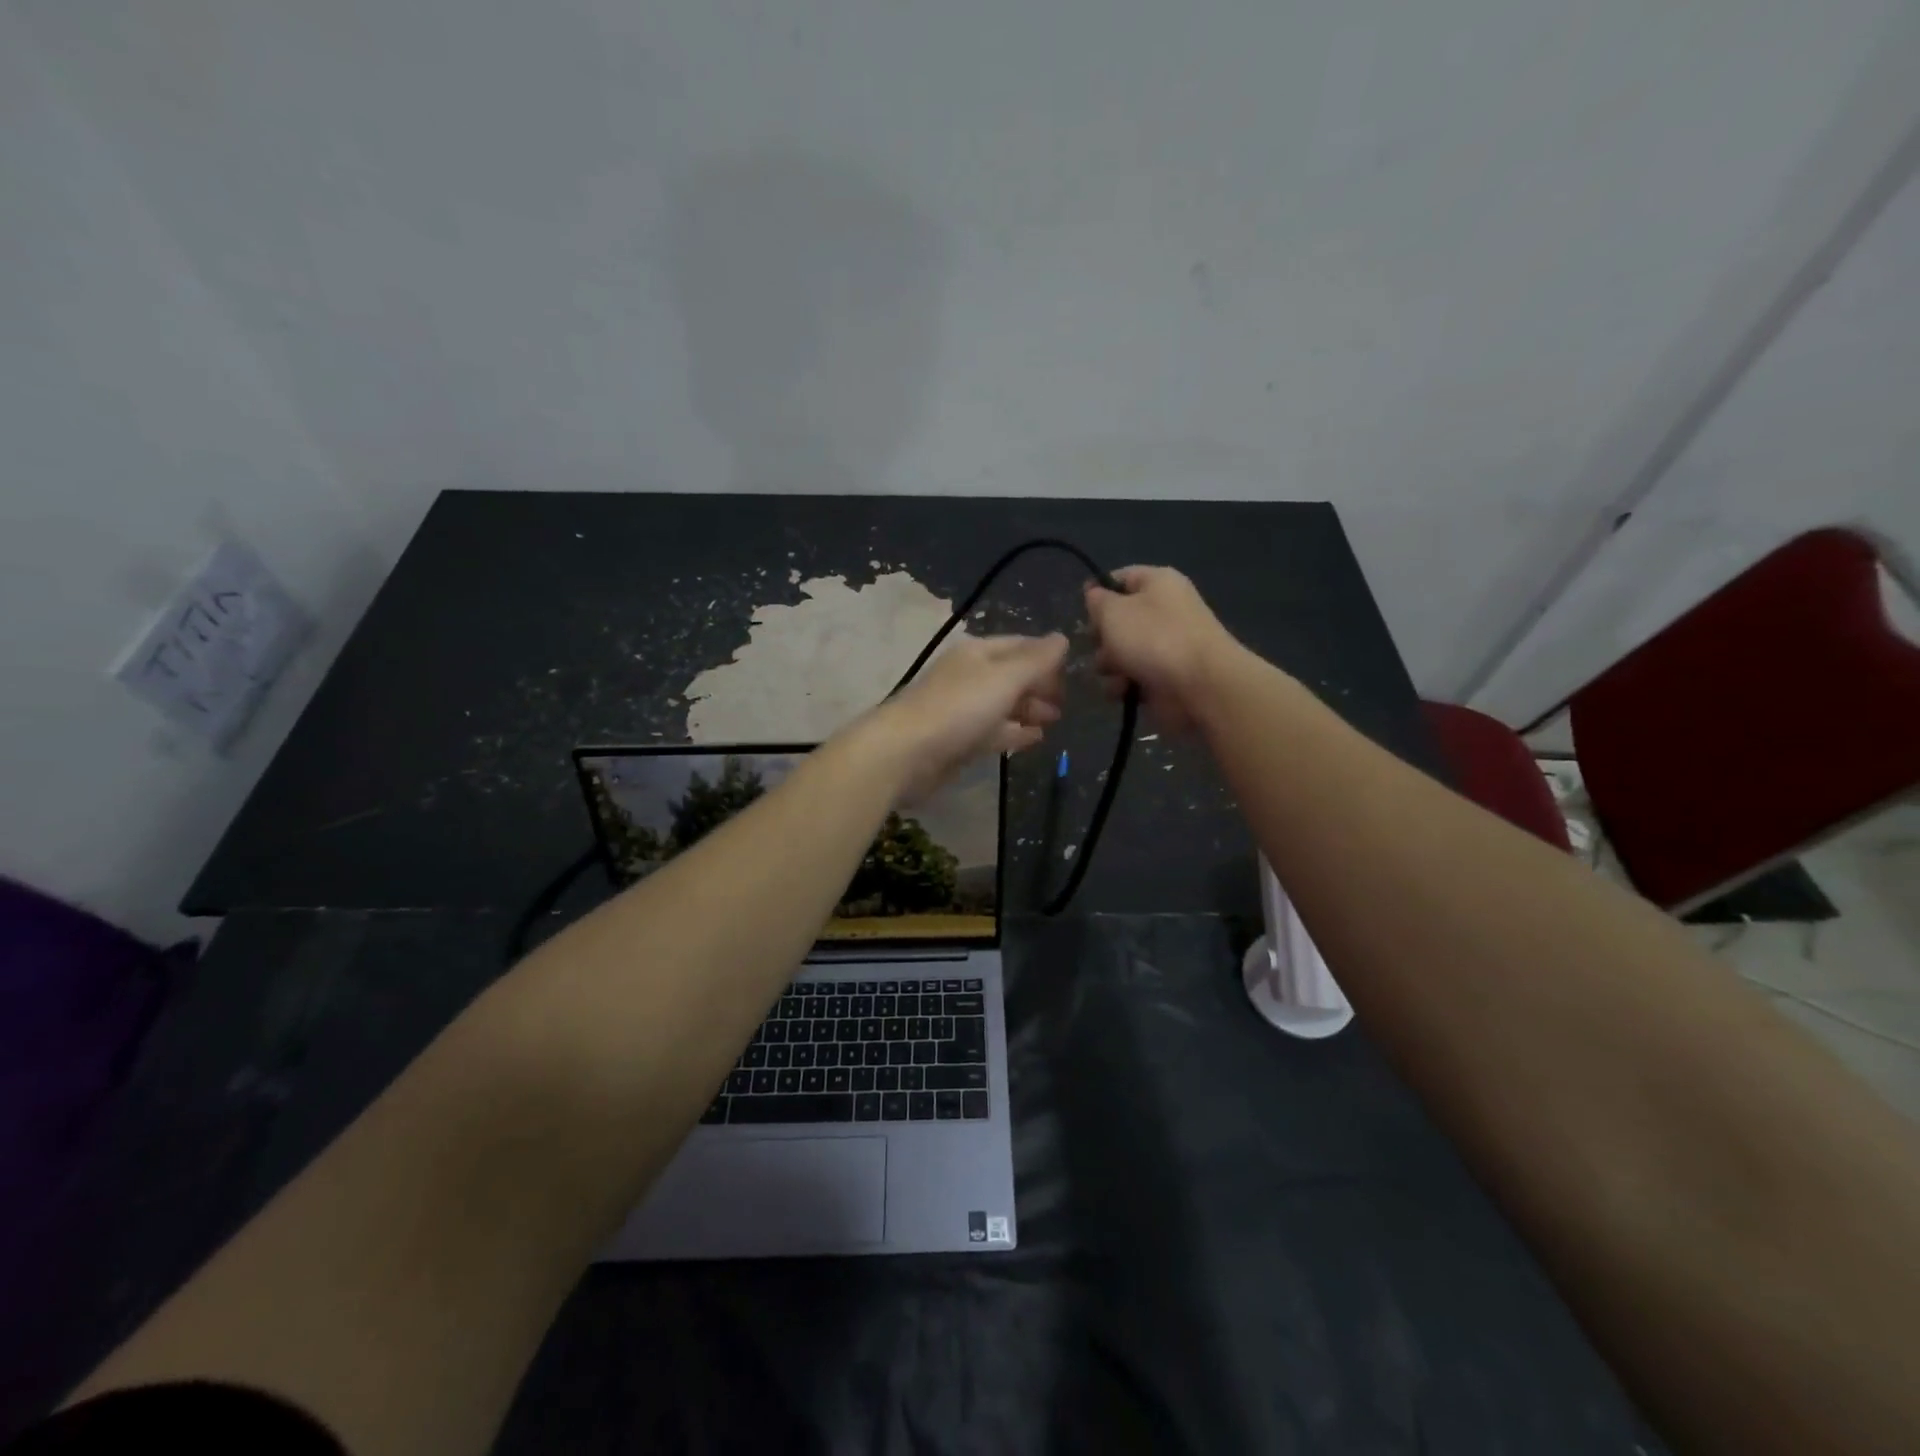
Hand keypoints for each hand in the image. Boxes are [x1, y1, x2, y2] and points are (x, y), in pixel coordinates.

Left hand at [867, 634, 1067, 800]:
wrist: (906, 753)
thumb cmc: (958, 708)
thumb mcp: (1004, 678)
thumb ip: (1036, 661)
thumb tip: (1062, 638)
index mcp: (977, 654)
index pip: (1018, 646)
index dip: (1045, 656)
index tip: (1072, 672)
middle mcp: (969, 677)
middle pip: (1011, 676)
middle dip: (1039, 686)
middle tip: (1066, 702)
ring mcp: (962, 710)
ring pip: (1003, 705)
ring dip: (1029, 710)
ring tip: (1055, 720)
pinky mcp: (958, 741)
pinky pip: (993, 732)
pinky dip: (1014, 733)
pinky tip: (1035, 739)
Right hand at [1084, 566, 1239, 733]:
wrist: (1201, 686)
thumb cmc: (1154, 638)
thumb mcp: (1113, 610)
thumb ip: (1097, 600)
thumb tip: (1095, 595)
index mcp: (1158, 583)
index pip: (1120, 578)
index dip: (1098, 592)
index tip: (1082, 609)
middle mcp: (1164, 611)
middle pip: (1118, 620)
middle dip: (1101, 637)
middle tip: (1098, 644)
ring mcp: (1166, 646)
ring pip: (1121, 652)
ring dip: (1109, 665)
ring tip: (1114, 673)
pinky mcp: (1164, 677)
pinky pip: (1132, 677)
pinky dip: (1124, 685)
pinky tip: (1124, 690)